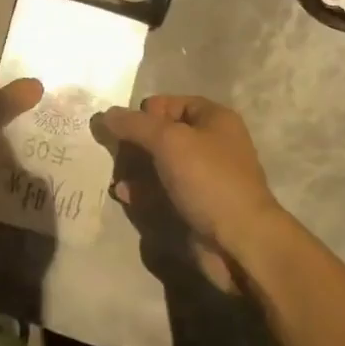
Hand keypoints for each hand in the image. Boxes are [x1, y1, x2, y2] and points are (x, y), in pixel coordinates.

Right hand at [94, 96, 289, 288]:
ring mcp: (203, 177)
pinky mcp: (194, 205)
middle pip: (161, 134)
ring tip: (115, 177)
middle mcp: (210, 144)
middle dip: (134, 143)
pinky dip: (142, 191)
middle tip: (114, 155)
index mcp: (214, 119)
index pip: (169, 103)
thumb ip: (134, 125)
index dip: (144, 114)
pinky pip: (162, 190)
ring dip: (134, 168)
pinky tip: (124, 195)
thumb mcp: (168, 142)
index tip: (123, 131)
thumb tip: (105, 114)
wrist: (239, 242)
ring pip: (158, 164)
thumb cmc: (208, 180)